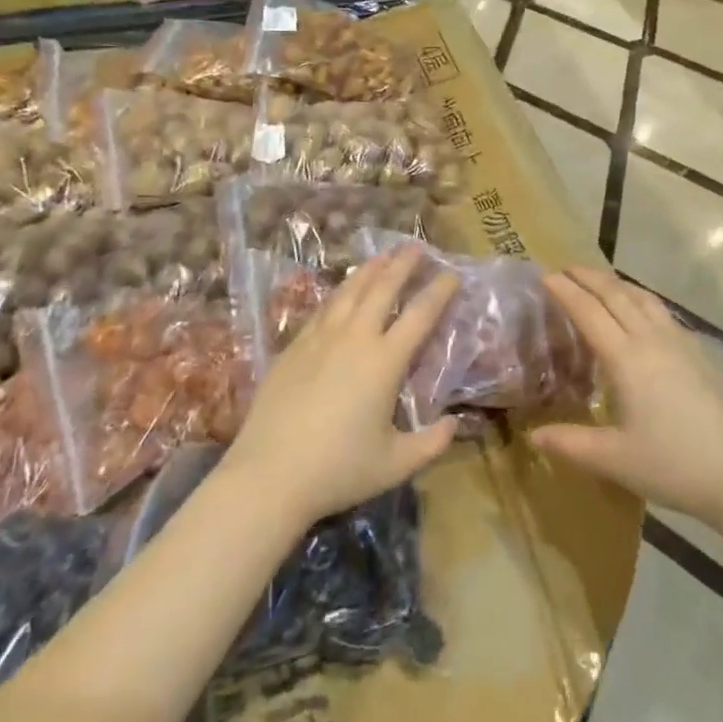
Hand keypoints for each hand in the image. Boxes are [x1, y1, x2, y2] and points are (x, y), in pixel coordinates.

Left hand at [224, 246, 459, 529]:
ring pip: (349, 290)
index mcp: (384, 362)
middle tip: (416, 246)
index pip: (420, 314)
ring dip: (370, 269)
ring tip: (383, 255)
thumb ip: (431, 444)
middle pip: (382, 288)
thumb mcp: (395, 464)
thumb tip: (454, 423)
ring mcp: (320, 338)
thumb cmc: (337, 470)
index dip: (439, 291)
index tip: (452, 273)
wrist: (268, 475)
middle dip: (403, 264)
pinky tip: (343, 290)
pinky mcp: (294, 347)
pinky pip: (323, 308)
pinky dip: (340, 291)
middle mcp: (354, 338)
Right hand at [530, 267, 722, 527]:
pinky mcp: (699, 353)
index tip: (546, 275)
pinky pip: (662, 311)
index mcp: (626, 358)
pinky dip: (641, 299)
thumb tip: (534, 435)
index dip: (566, 292)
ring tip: (600, 280)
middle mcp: (651, 339)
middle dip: (589, 277)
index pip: (589, 312)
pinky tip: (642, 312)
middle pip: (616, 295)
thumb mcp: (615, 460)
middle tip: (566, 268)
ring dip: (617, 283)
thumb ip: (571, 444)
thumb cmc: (674, 465)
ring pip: (643, 298)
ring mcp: (680, 342)